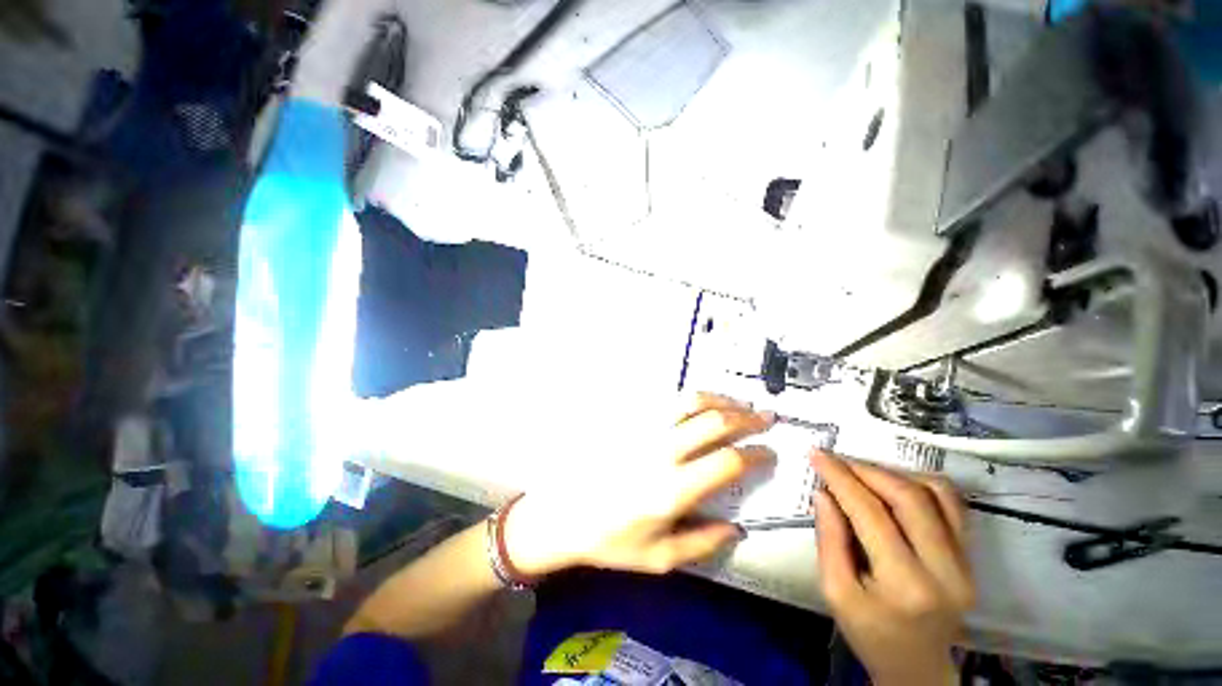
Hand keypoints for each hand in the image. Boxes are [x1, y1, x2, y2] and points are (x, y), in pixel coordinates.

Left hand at [503, 393, 774, 575]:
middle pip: (713, 422)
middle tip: (766, 418)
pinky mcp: (631, 424)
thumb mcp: (660, 558)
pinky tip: (703, 404)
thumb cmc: (612, 541)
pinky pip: (666, 403)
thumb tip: (737, 527)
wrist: (565, 514)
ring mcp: (644, 432)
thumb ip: (703, 543)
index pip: (727, 461)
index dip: (755, 454)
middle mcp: (662, 453)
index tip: (770, 453)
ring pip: (690, 403)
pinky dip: (692, 399)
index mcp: (673, 490)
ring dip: (720, 400)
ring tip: (739, 405)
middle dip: (746, 418)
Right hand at [812, 451, 974, 685]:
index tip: (817, 454)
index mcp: (906, 585)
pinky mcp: (971, 557)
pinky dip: (920, 483)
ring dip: (893, 473)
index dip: (841, 478)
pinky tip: (893, 483)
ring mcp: (966, 563)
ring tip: (861, 472)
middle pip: (909, 497)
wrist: (917, 664)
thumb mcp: (835, 591)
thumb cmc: (869, 632)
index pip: (872, 514)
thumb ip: (829, 539)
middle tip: (836, 460)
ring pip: (936, 494)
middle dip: (867, 470)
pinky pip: (952, 504)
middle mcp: (945, 570)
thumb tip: (824, 492)